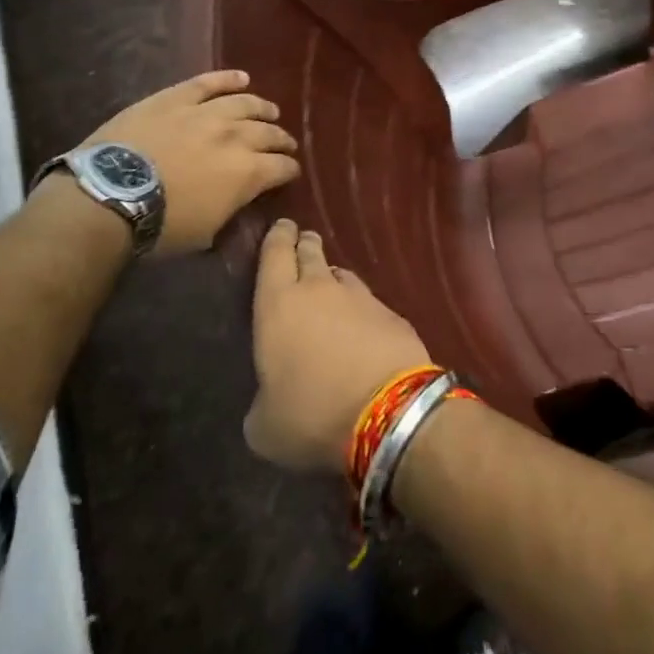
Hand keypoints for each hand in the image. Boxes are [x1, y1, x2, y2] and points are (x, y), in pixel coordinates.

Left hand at [79, 70, 298, 255]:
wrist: (111, 195)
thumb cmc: (160, 225)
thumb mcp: (206, 232)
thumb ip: (230, 209)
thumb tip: (238, 199)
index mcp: (248, 172)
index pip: (282, 167)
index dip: (289, 170)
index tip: (290, 172)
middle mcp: (236, 136)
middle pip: (269, 133)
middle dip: (281, 140)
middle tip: (284, 144)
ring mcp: (206, 113)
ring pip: (245, 104)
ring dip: (262, 108)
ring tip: (270, 110)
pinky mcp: (176, 98)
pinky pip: (208, 82)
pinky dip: (227, 78)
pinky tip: (241, 77)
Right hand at [244, 219, 431, 472]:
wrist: (390, 411)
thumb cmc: (312, 413)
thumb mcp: (264, 426)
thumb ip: (261, 402)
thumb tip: (270, 398)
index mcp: (278, 304)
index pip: (275, 254)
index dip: (277, 238)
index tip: (281, 227)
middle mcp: (319, 289)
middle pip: (310, 253)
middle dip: (305, 245)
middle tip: (303, 242)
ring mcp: (361, 298)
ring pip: (342, 275)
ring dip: (333, 277)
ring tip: (330, 286)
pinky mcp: (393, 314)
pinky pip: (369, 302)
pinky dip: (361, 308)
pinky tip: (362, 326)